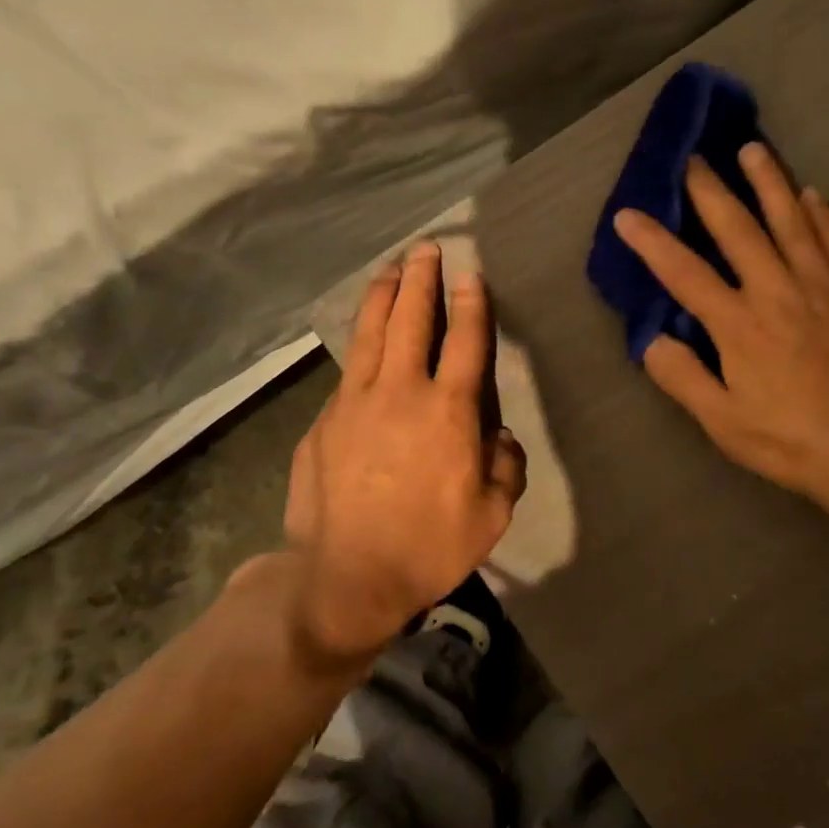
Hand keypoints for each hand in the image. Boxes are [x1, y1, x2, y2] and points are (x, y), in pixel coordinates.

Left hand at [279, 243, 526, 667]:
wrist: (343, 578)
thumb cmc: (429, 546)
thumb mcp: (492, 513)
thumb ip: (505, 465)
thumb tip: (499, 437)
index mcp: (450, 411)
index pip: (466, 341)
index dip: (471, 303)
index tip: (470, 274)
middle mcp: (402, 392)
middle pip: (412, 320)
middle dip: (421, 279)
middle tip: (425, 248)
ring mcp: (354, 403)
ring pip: (370, 333)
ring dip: (383, 295)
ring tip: (390, 268)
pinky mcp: (322, 422)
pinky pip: (348, 374)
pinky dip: (360, 348)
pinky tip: (363, 344)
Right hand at [612, 143, 828, 517]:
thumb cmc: (791, 440)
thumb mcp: (723, 422)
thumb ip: (683, 378)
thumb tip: (653, 340)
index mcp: (739, 324)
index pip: (684, 273)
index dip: (652, 242)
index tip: (628, 214)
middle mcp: (778, 291)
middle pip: (738, 230)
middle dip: (710, 191)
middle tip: (694, 157)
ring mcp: (823, 287)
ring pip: (792, 221)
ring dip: (769, 183)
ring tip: (753, 150)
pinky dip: (822, 214)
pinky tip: (813, 194)